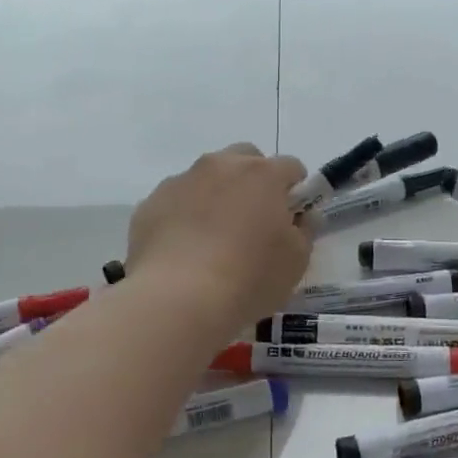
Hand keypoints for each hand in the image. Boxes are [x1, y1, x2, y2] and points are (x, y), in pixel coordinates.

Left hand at [127, 144, 311, 327]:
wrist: (177, 298)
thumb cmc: (249, 278)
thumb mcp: (296, 261)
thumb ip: (305, 230)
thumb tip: (305, 215)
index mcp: (263, 174)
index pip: (291, 167)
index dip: (295, 190)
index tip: (291, 217)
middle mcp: (222, 165)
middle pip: (246, 158)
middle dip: (254, 180)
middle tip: (253, 220)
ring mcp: (182, 180)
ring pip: (207, 176)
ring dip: (217, 194)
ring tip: (213, 238)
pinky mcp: (151, 202)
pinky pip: (177, 199)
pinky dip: (184, 214)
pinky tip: (184, 248)